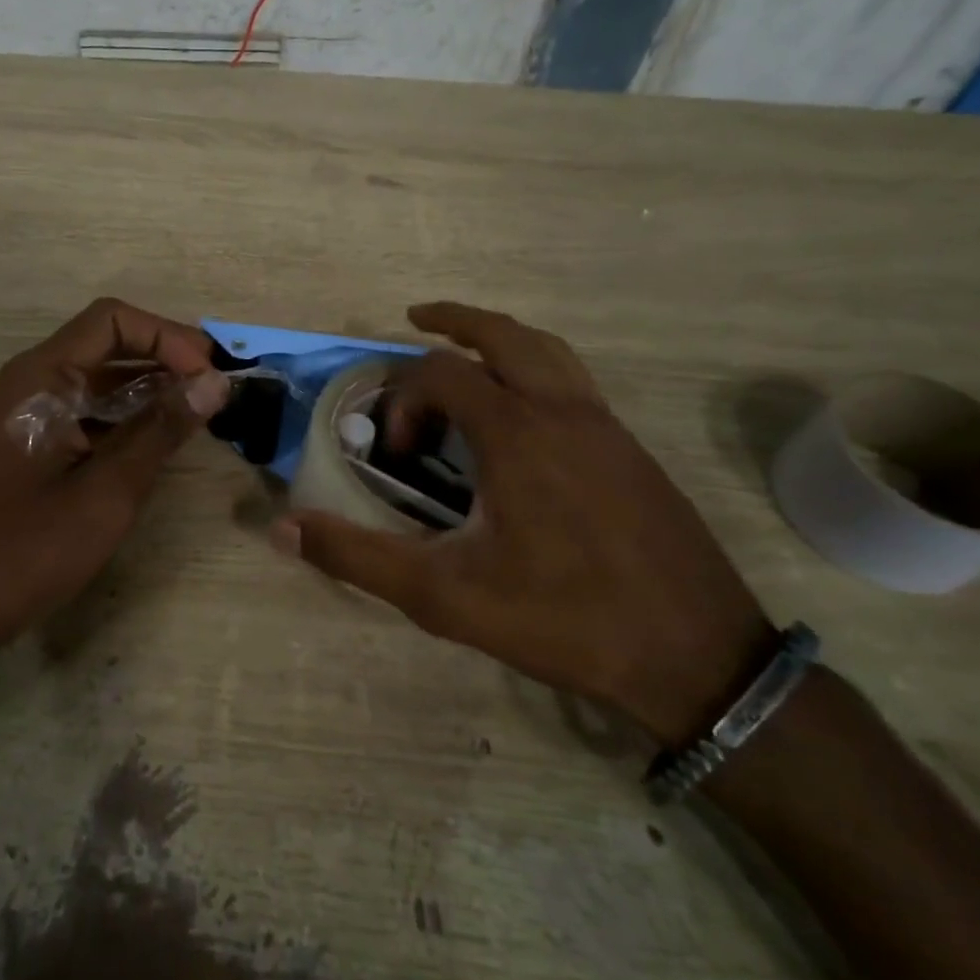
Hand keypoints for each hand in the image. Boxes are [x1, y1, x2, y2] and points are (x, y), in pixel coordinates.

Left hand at [0, 298, 230, 645]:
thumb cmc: (29, 548)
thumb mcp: (109, 490)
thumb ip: (163, 428)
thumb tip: (215, 382)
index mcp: (39, 377)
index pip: (111, 320)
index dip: (166, 337)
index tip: (208, 374)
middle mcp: (25, 380)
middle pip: (103, 343)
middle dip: (162, 358)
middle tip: (213, 388)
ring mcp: (19, 410)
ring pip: (93, 378)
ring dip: (145, 387)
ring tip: (194, 411)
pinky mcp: (22, 440)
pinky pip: (79, 408)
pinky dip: (120, 414)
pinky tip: (154, 438)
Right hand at [274, 302, 773, 746]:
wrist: (697, 658)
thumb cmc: (562, 619)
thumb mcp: (444, 595)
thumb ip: (358, 556)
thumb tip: (283, 527)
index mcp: (516, 432)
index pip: (440, 373)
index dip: (403, 400)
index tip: (396, 454)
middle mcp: (563, 410)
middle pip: (503, 334)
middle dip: (454, 321)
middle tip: (415, 320)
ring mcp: (606, 426)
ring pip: (548, 351)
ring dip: (500, 338)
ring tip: (467, 351)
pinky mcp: (632, 450)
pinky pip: (575, 382)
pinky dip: (536, 369)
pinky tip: (522, 414)